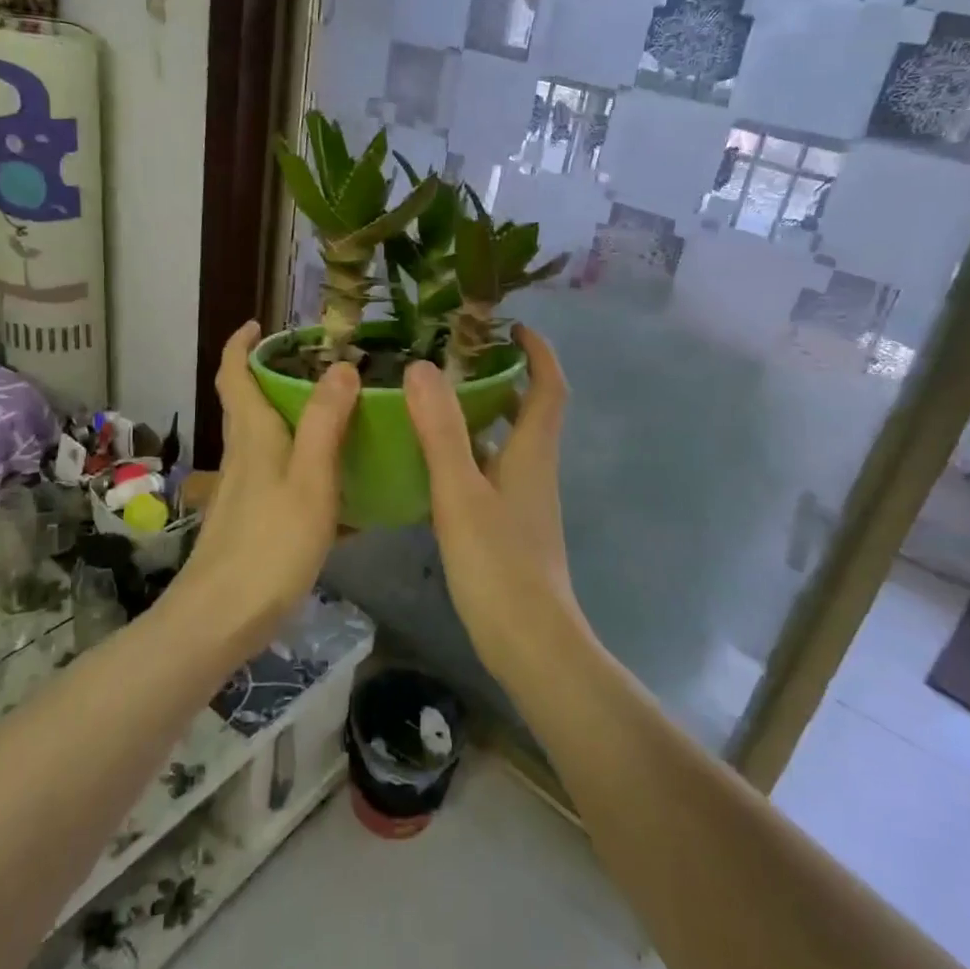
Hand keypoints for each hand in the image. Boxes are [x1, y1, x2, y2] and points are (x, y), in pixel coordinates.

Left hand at [171, 321, 358, 655]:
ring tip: (339, 414)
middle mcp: (242, 453)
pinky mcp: (251, 518)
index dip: (242, 344)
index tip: (261, 324)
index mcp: (253, 434)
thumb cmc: (270, 543)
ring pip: (265, 438)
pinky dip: (303, 463)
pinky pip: (279, 474)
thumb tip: (341, 365)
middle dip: (274, 375)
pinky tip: (337, 484)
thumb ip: (326, 422)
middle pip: (248, 402)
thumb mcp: (310, 479)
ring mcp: (243, 488)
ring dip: (292, 417)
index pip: (233, 373)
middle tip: (321, 366)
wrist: (222, 619)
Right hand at [404, 325, 586, 678]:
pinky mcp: (510, 526)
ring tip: (437, 401)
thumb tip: (421, 367)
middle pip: (529, 411)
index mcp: (532, 452)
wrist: (529, 643)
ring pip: (508, 443)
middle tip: (459, 359)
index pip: (549, 387)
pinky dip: (470, 454)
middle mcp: (535, 469)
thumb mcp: (461, 492)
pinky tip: (433, 464)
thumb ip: (441, 431)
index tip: (513, 325)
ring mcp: (524, 501)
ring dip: (483, 415)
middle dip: (504, 378)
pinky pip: (492, 472)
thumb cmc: (499, 564)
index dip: (539, 352)